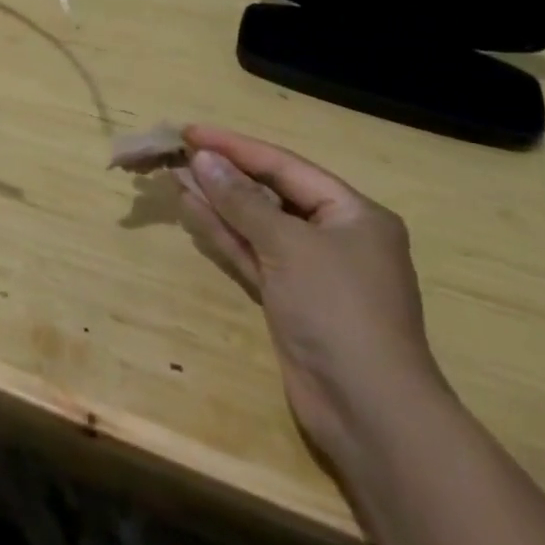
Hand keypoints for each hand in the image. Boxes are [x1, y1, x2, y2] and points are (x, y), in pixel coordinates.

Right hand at [176, 125, 449, 463]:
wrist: (369, 414)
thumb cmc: (338, 311)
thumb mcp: (288, 245)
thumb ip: (241, 200)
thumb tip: (202, 159)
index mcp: (353, 213)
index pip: (284, 165)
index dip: (235, 146)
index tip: (191, 131)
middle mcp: (335, 236)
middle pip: (270, 192)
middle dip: (225, 173)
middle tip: (178, 152)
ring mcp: (311, 270)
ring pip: (256, 224)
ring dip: (218, 201)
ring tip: (175, 174)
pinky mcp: (290, 299)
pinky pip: (252, 253)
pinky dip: (223, 233)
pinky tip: (191, 210)